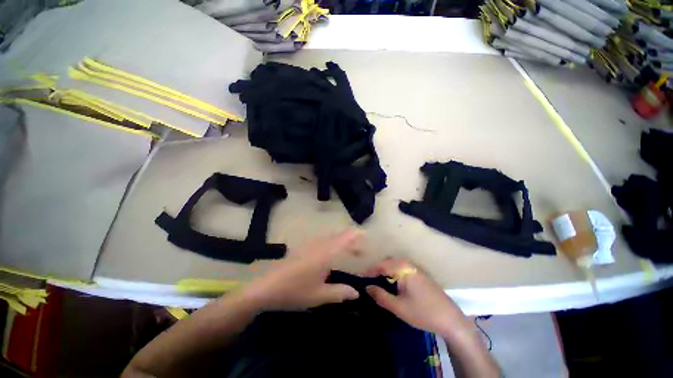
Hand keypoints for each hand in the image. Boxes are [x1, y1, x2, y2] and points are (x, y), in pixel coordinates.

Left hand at [241, 230, 362, 310]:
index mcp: (326, 253)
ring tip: (349, 253)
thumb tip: (357, 293)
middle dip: (351, 241)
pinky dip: (332, 245)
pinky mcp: (303, 248)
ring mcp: (310, 245)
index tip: (367, 235)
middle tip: (361, 251)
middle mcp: (319, 244)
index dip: (357, 235)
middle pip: (339, 236)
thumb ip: (340, 293)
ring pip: (331, 238)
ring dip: (342, 242)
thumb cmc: (295, 290)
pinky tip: (331, 257)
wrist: (266, 287)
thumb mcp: (319, 295)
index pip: (345, 238)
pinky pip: (323, 242)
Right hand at [365, 257, 468, 336]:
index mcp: (403, 268)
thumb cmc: (423, 312)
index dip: (369, 272)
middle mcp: (409, 263)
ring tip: (379, 282)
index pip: (381, 266)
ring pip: (395, 264)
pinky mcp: (421, 273)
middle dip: (377, 269)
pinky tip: (394, 283)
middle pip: (388, 261)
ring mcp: (416, 267)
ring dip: (386, 270)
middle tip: (369, 280)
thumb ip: (380, 296)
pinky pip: (403, 267)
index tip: (360, 279)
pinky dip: (394, 272)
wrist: (451, 319)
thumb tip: (367, 287)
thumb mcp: (398, 307)